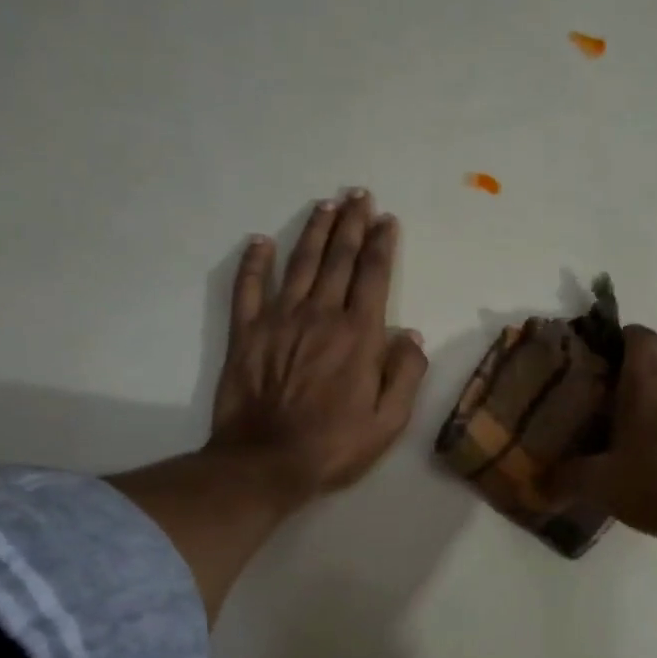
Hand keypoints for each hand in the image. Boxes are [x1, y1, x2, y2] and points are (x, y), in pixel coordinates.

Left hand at [206, 189, 427, 507]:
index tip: (387, 220)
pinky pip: (248, 287)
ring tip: (326, 206)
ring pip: (300, 263)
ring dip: (314, 232)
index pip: (373, 276)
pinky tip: (261, 241)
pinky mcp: (246, 333)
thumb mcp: (389, 421)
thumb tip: (411, 334)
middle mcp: (320, 315)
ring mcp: (279, 320)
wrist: (267, 462)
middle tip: (359, 195)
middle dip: (352, 224)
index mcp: (358, 335)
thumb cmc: (335, 445)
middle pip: (338, 259)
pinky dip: (254, 262)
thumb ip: (405, 374)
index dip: (382, 244)